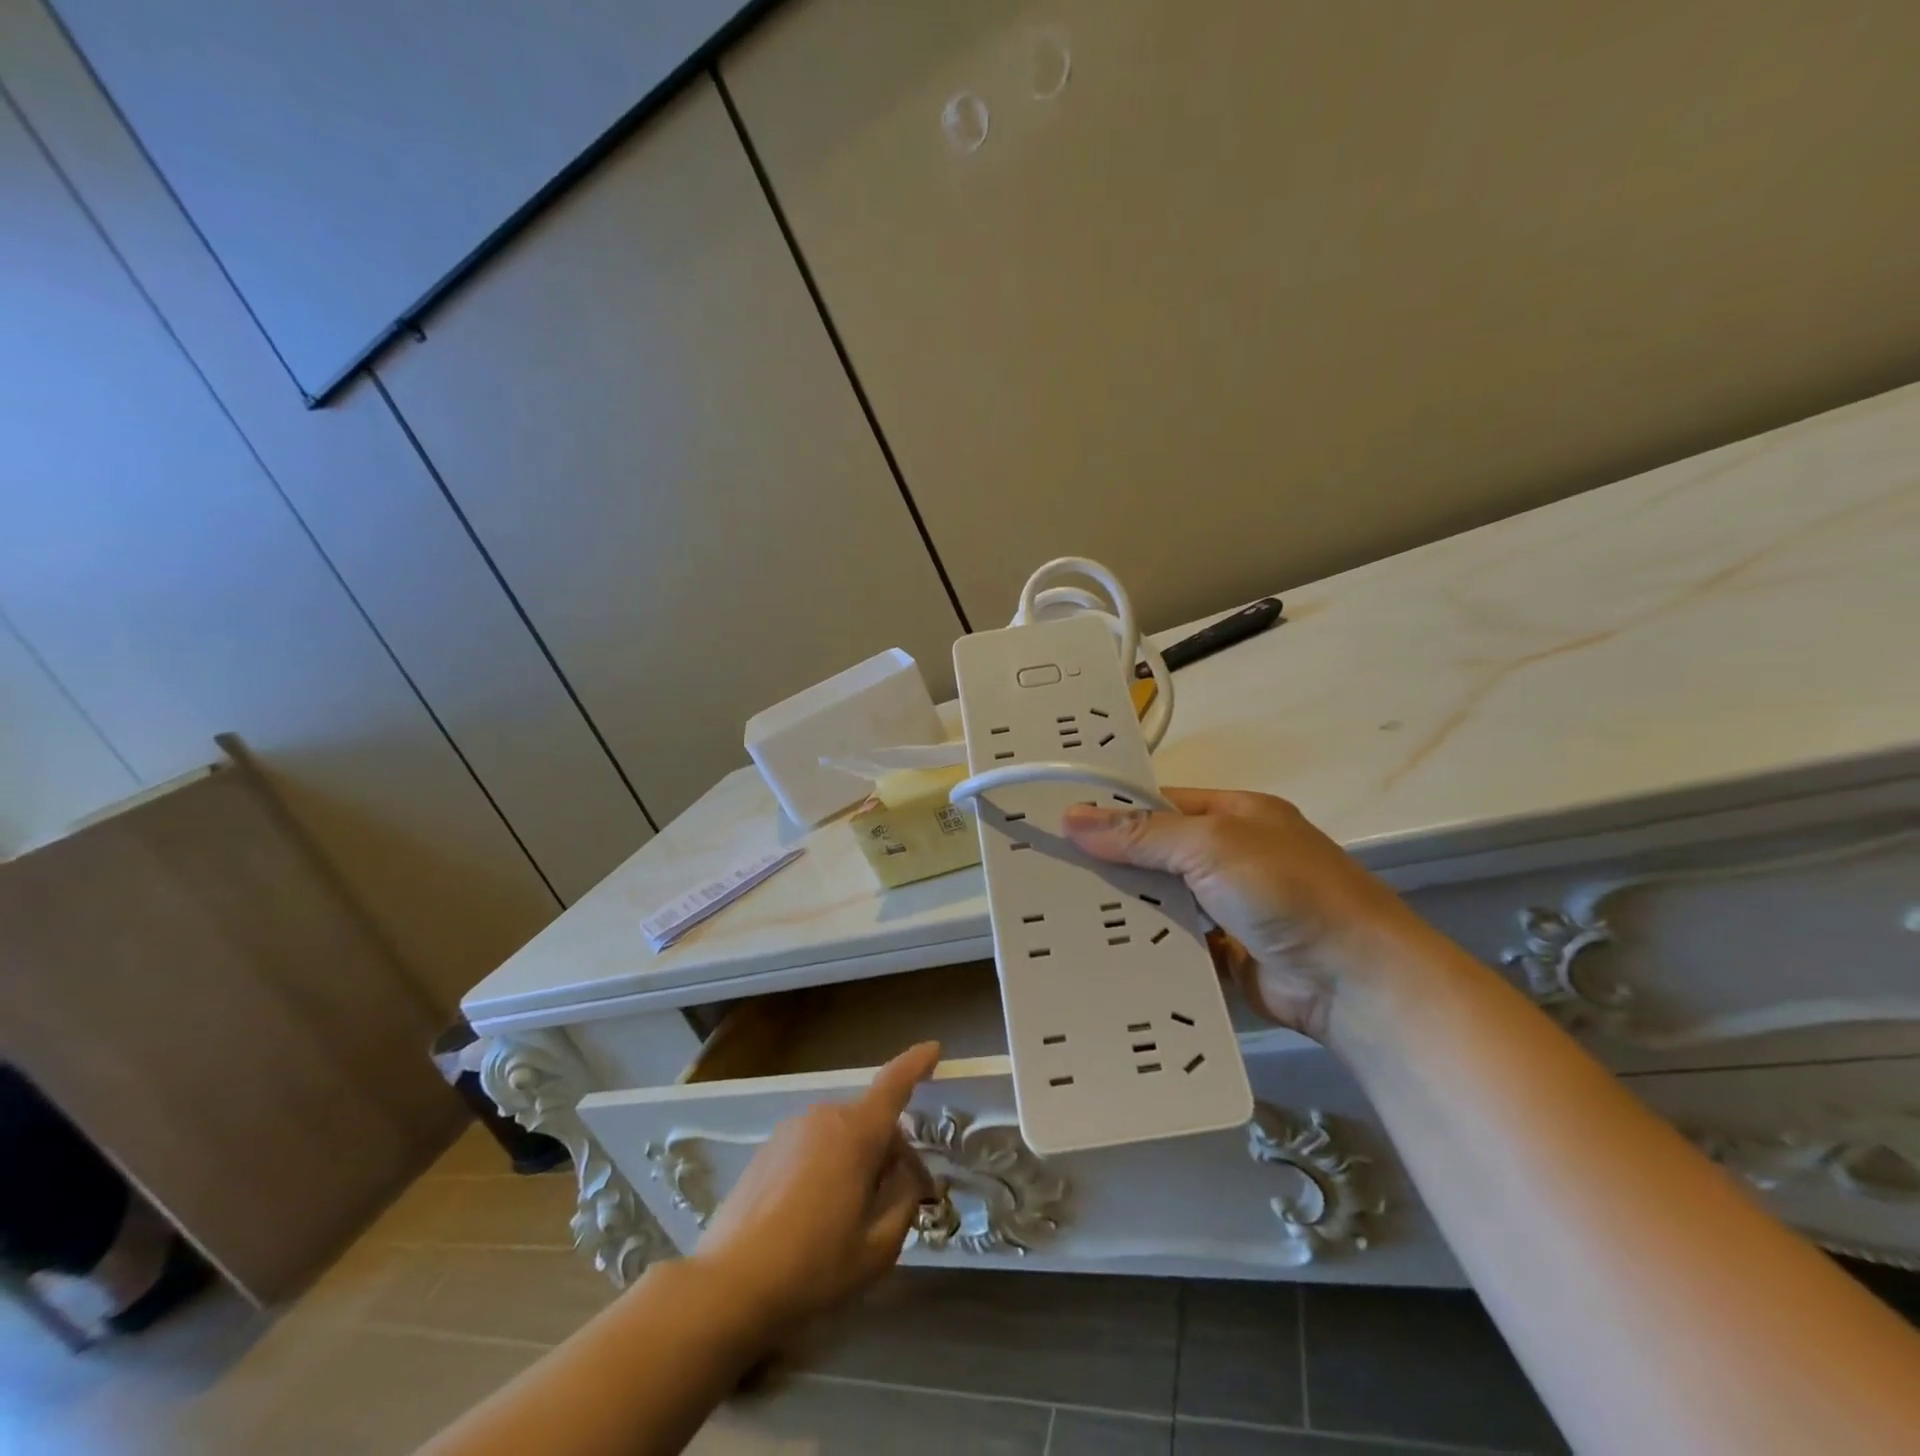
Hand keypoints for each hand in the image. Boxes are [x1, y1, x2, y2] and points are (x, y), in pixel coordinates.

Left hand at [691, 1042, 940, 1340]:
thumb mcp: (876, 1249)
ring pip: (841, 1134)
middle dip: (890, 1150)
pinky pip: (812, 1146)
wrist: (728, 1287)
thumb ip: (903, 1203)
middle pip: (870, 1121)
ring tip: (855, 1214)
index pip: (894, 1084)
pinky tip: (816, 1214)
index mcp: (856, 1133)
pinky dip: (827, 1165)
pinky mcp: (767, 1149)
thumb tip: (906, 1176)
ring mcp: (791, 1130)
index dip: (917, 1064)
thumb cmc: (812, 1267)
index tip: (935, 1049)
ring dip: (857, 1159)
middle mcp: (824, 1118)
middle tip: (901, 1198)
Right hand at [1062, 789, 1428, 1039]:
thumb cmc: (1285, 891)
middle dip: (1113, 863)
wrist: (1355, 982)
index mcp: (1235, 814)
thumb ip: (1142, 834)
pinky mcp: (1227, 952)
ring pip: (1164, 899)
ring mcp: (1231, 907)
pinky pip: (1176, 941)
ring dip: (1127, 906)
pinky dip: (1147, 945)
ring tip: (1065, 912)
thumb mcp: (1211, 846)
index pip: (1161, 804)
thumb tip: (1073, 819)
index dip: (1114, 812)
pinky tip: (1105, 950)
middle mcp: (1232, 855)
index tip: (1062, 825)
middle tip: (1051, 873)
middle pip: (1158, 853)